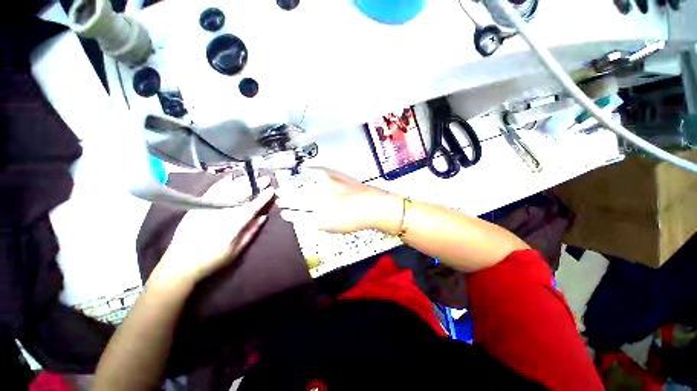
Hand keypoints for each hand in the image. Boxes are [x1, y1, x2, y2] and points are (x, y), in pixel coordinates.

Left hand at [150, 178, 274, 286]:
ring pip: (227, 191)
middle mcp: (221, 214)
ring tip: (252, 176)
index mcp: (233, 226)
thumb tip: (263, 216)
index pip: (251, 207)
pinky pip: (211, 192)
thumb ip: (251, 231)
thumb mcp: (236, 250)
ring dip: (241, 182)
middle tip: (265, 178)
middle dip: (255, 185)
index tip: (272, 190)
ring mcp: (208, 209)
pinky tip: (230, 178)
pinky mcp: (197, 207)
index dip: (263, 198)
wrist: (180, 264)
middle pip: (240, 195)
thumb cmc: (213, 260)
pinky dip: (222, 184)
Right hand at [276, 168, 402, 233]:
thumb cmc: (355, 220)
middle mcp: (319, 202)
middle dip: (284, 198)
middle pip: (296, 199)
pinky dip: (309, 171)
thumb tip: (306, 218)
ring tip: (284, 184)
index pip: (298, 216)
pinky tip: (303, 170)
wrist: (372, 205)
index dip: (289, 214)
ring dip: (291, 186)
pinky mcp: (333, 177)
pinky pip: (317, 172)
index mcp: (320, 218)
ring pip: (303, 186)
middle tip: (278, 196)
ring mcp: (325, 188)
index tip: (282, 212)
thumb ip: (318, 223)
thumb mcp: (334, 228)